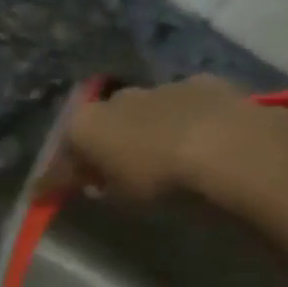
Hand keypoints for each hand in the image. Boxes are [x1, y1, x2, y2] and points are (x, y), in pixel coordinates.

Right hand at [59, 75, 287, 208]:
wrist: (236, 153)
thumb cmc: (162, 183)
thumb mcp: (121, 200)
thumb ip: (99, 187)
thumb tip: (89, 184)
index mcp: (86, 124)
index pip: (63, 152)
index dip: (58, 176)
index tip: (51, 194)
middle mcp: (118, 98)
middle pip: (104, 122)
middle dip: (106, 143)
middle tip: (114, 170)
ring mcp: (165, 87)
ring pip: (147, 110)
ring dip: (149, 129)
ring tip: (165, 156)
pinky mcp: (210, 85)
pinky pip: (189, 107)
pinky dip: (189, 122)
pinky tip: (205, 143)